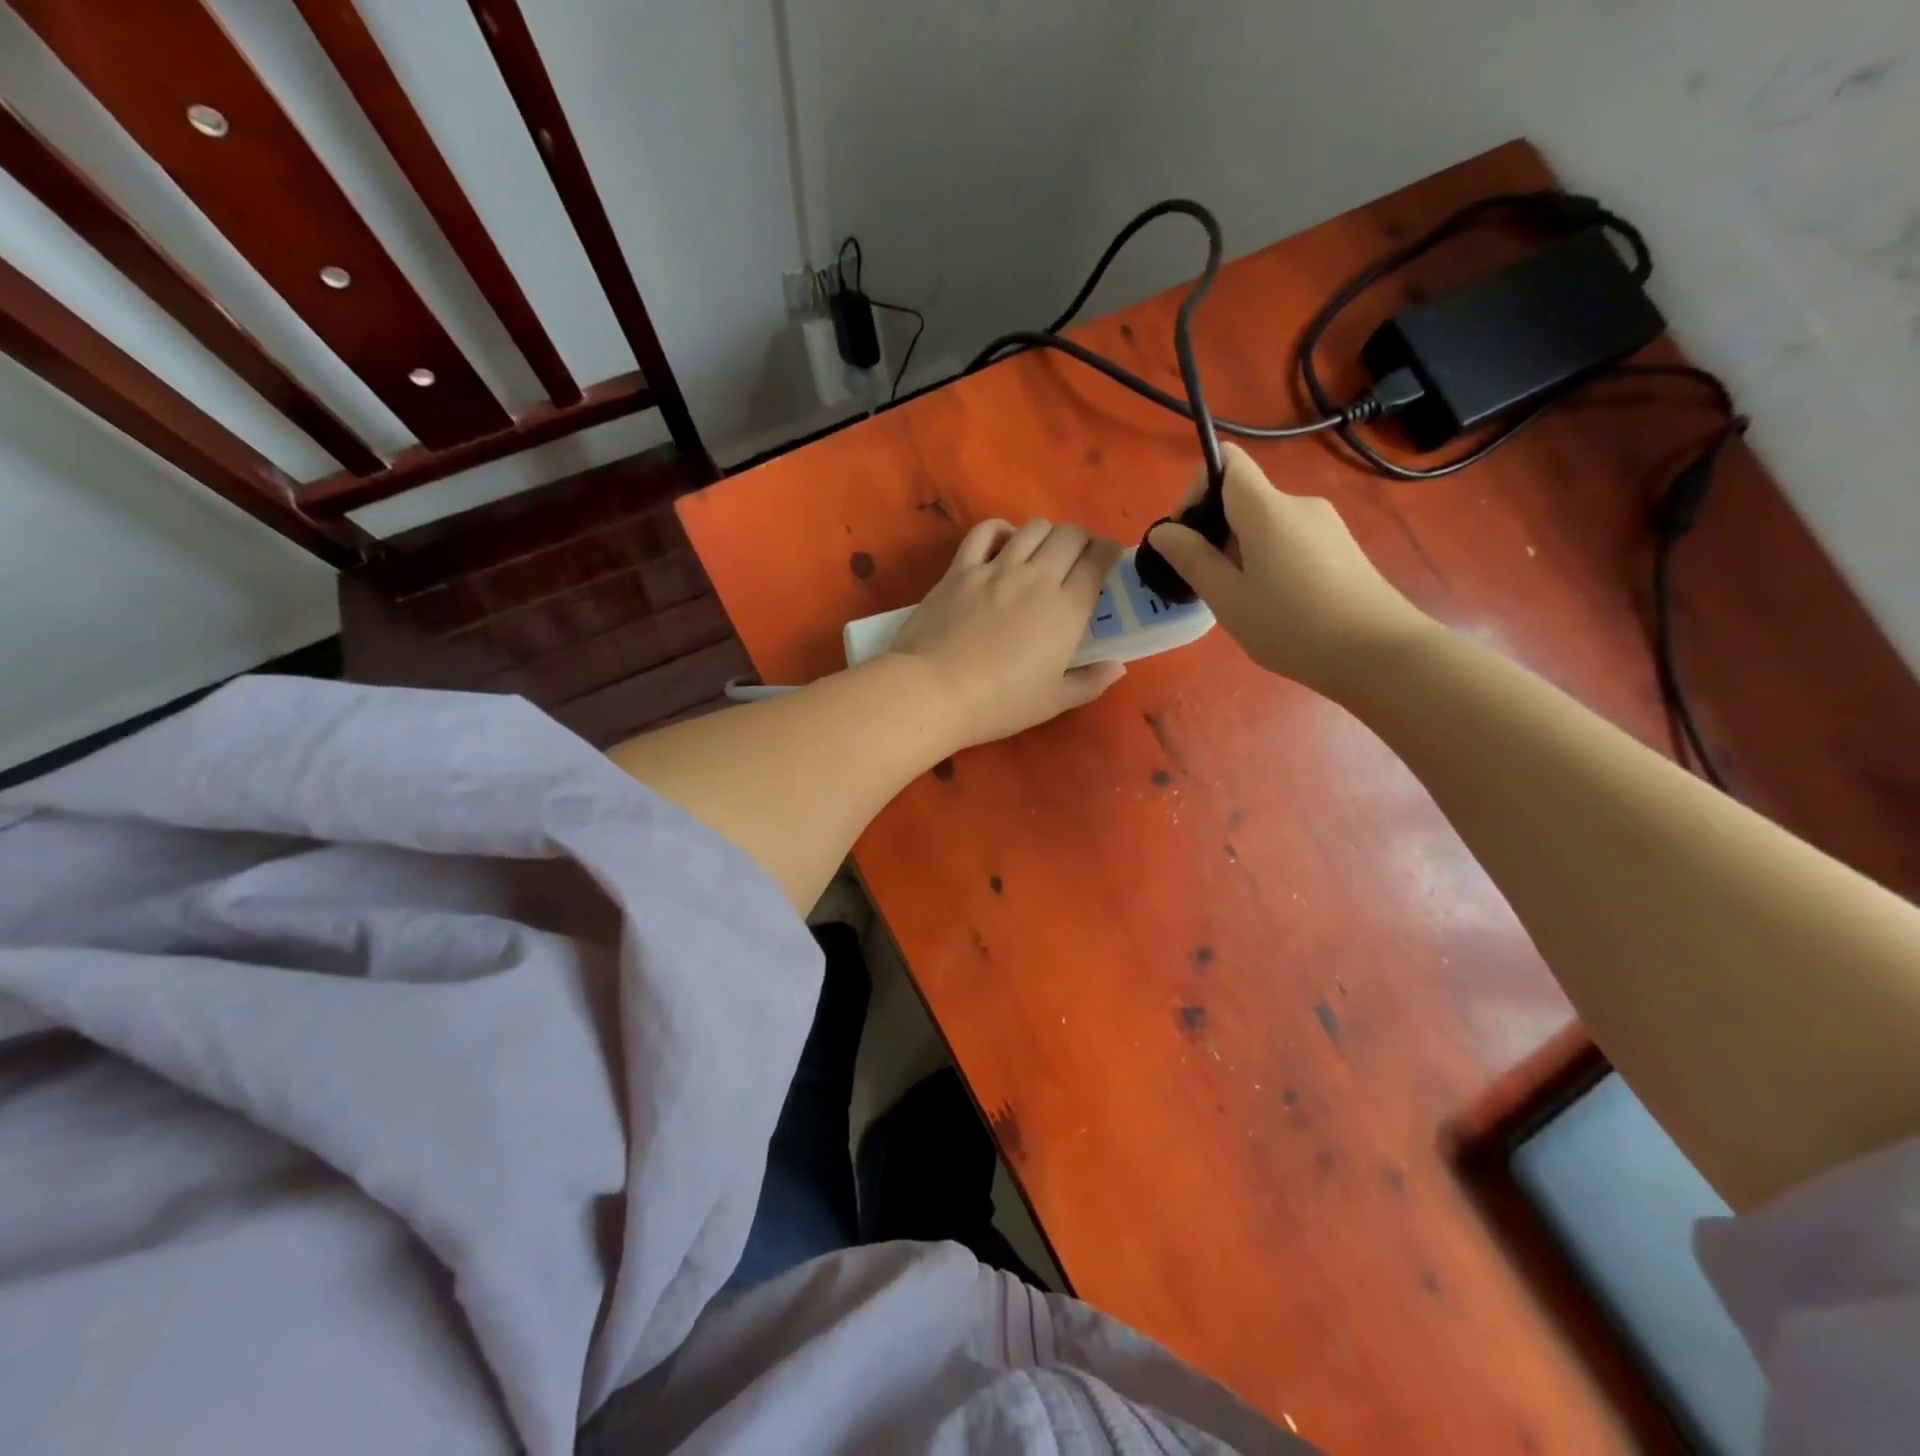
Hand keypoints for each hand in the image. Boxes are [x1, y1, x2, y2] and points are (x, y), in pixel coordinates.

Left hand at [889, 518, 1125, 748]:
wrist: (935, 690)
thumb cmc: (1000, 703)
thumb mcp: (1053, 702)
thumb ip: (1090, 682)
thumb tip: (1118, 668)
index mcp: (1067, 609)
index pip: (1098, 561)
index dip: (1108, 553)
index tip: (1107, 560)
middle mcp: (1037, 578)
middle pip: (1069, 536)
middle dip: (1081, 539)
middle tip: (1078, 557)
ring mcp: (996, 569)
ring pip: (1032, 528)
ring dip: (1046, 533)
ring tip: (1043, 551)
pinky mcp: (961, 569)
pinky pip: (985, 531)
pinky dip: (1001, 530)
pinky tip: (1004, 542)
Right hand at [1146, 443, 1432, 696]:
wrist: (1380, 653)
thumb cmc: (1292, 626)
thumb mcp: (1228, 598)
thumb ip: (1192, 559)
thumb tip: (1162, 531)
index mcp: (1267, 508)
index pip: (1227, 461)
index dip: (1197, 489)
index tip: (1187, 537)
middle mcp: (1298, 504)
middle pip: (1243, 498)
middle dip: (1215, 532)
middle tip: (1208, 584)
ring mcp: (1326, 525)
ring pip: (1266, 524)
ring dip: (1241, 552)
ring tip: (1242, 602)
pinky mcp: (1341, 548)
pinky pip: (1290, 540)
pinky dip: (1269, 561)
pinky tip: (1275, 604)